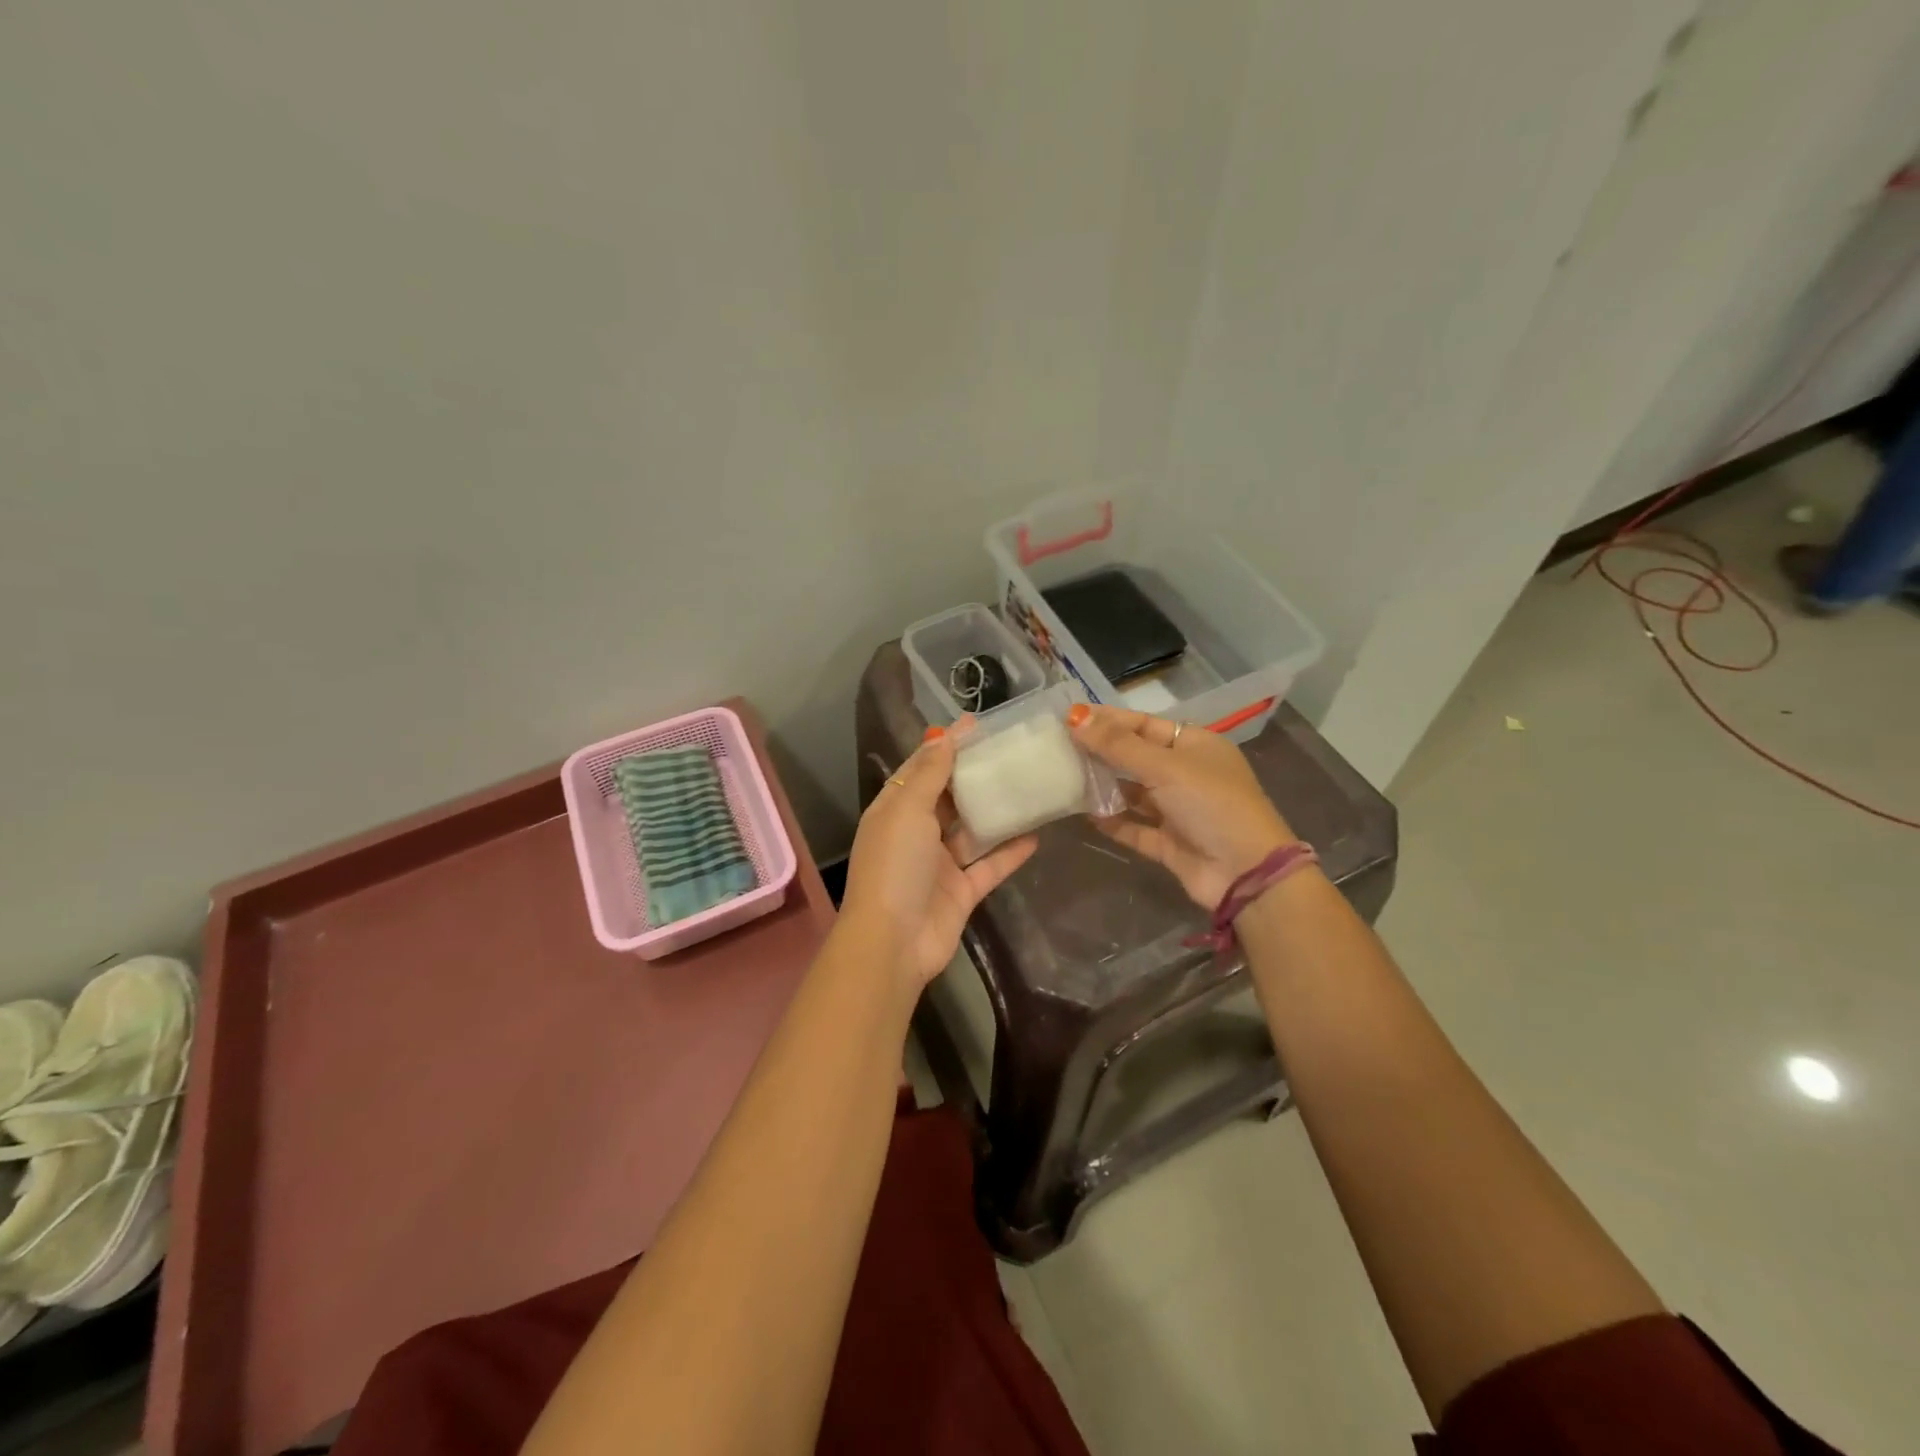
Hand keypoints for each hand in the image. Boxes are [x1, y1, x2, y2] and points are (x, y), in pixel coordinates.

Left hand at [841, 725, 1038, 989]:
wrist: (893, 943)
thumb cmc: (894, 866)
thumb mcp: (907, 810)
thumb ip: (929, 774)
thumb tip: (943, 736)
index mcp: (895, 810)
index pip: (921, 769)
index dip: (946, 746)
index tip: (977, 725)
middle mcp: (916, 834)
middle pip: (948, 797)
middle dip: (975, 776)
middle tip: (1011, 751)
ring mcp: (940, 865)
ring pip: (972, 831)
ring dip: (996, 812)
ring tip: (1029, 786)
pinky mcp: (962, 892)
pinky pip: (990, 866)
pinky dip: (1010, 852)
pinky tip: (1036, 834)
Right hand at [1068, 704, 1296, 908]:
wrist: (1246, 873)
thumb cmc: (1211, 804)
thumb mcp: (1165, 767)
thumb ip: (1118, 745)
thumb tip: (1075, 717)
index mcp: (1195, 745)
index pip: (1144, 724)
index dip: (1108, 720)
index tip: (1070, 718)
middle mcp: (1187, 774)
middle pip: (1136, 757)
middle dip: (1102, 753)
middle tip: (1059, 747)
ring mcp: (1178, 810)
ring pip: (1133, 792)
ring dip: (1104, 787)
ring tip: (1066, 778)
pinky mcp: (1169, 842)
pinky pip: (1134, 826)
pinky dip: (1112, 821)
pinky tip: (1085, 814)